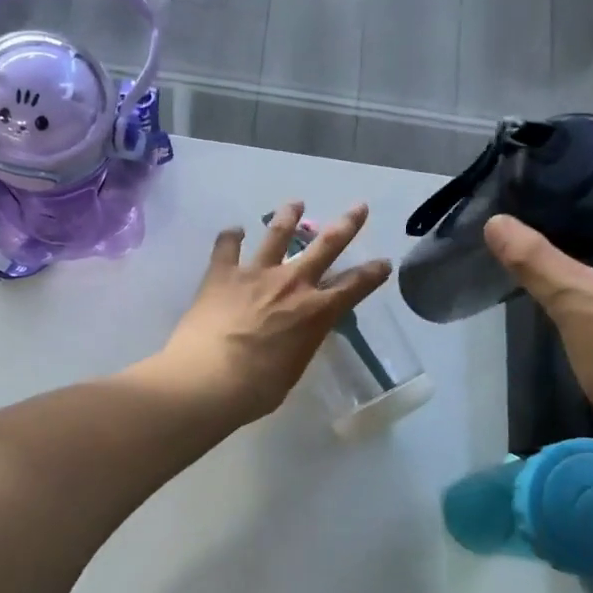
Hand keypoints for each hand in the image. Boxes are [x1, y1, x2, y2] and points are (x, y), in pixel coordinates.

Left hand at [157, 201, 392, 424]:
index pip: (354, 287)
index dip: (372, 274)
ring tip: (295, 204)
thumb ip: (299, 344)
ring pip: (277, 235)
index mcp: (316, 312)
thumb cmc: (256, 388)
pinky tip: (234, 230)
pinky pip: (227, 246)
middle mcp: (291, 283)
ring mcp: (256, 273)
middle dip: (347, 225)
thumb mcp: (292, 369)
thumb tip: (294, 336)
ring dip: (289, 217)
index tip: (383, 262)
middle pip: (326, 246)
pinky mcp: (222, 273)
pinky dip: (231, 236)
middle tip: (359, 207)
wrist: (208, 378)